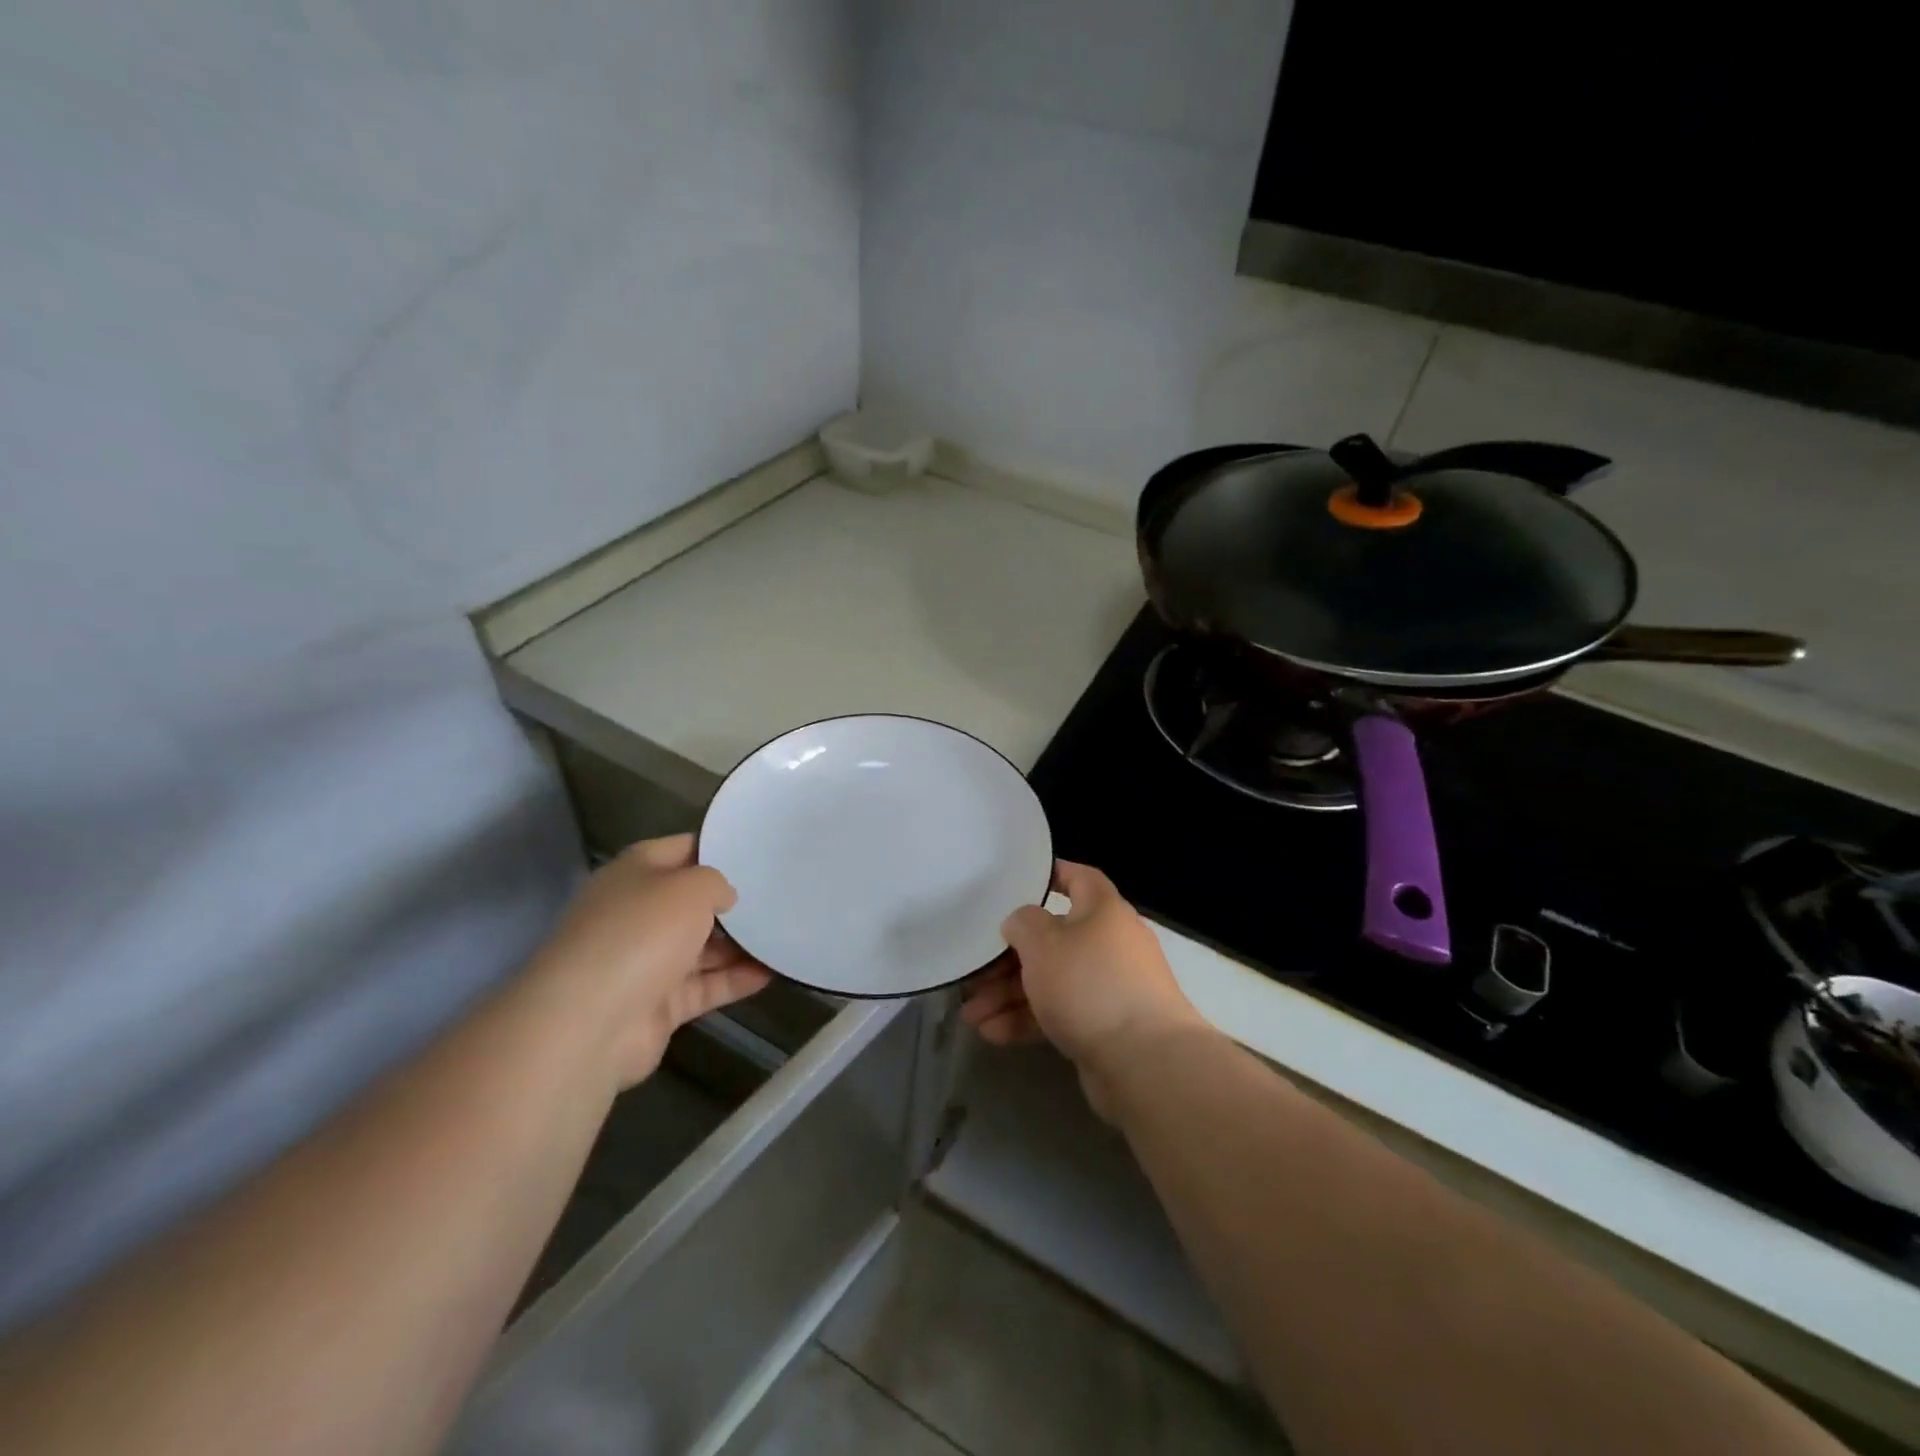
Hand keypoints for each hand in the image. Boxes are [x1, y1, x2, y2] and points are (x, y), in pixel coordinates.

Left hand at [525, 834, 770, 1087]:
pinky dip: (735, 979)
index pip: (682, 849)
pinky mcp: (658, 1005)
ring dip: (740, 944)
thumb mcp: (691, 887)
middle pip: (692, 902)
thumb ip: (717, 883)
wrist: (590, 1022)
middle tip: (781, 896)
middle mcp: (638, 914)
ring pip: (701, 947)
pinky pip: (705, 986)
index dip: (719, 849)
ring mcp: (646, 962)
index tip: (759, 852)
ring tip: (785, 934)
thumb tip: (724, 899)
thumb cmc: (641, 934)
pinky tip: (773, 972)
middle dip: (733, 902)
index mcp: (635, 874)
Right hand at [961, 861, 1207, 1115]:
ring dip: (1009, 995)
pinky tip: (992, 1033)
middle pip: (1052, 939)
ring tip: (971, 1016)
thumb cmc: (1090, 985)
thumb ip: (1022, 923)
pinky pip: (1059, 1014)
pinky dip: (1027, 1020)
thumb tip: (1021, 922)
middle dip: (1008, 959)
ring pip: (1051, 981)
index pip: (1079, 878)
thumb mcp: (1043, 943)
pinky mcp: (1104, 1027)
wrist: (1146, 1063)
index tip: (1015, 884)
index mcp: (1102, 910)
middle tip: (973, 975)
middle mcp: (1109, 944)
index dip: (1050, 875)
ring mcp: (1108, 988)